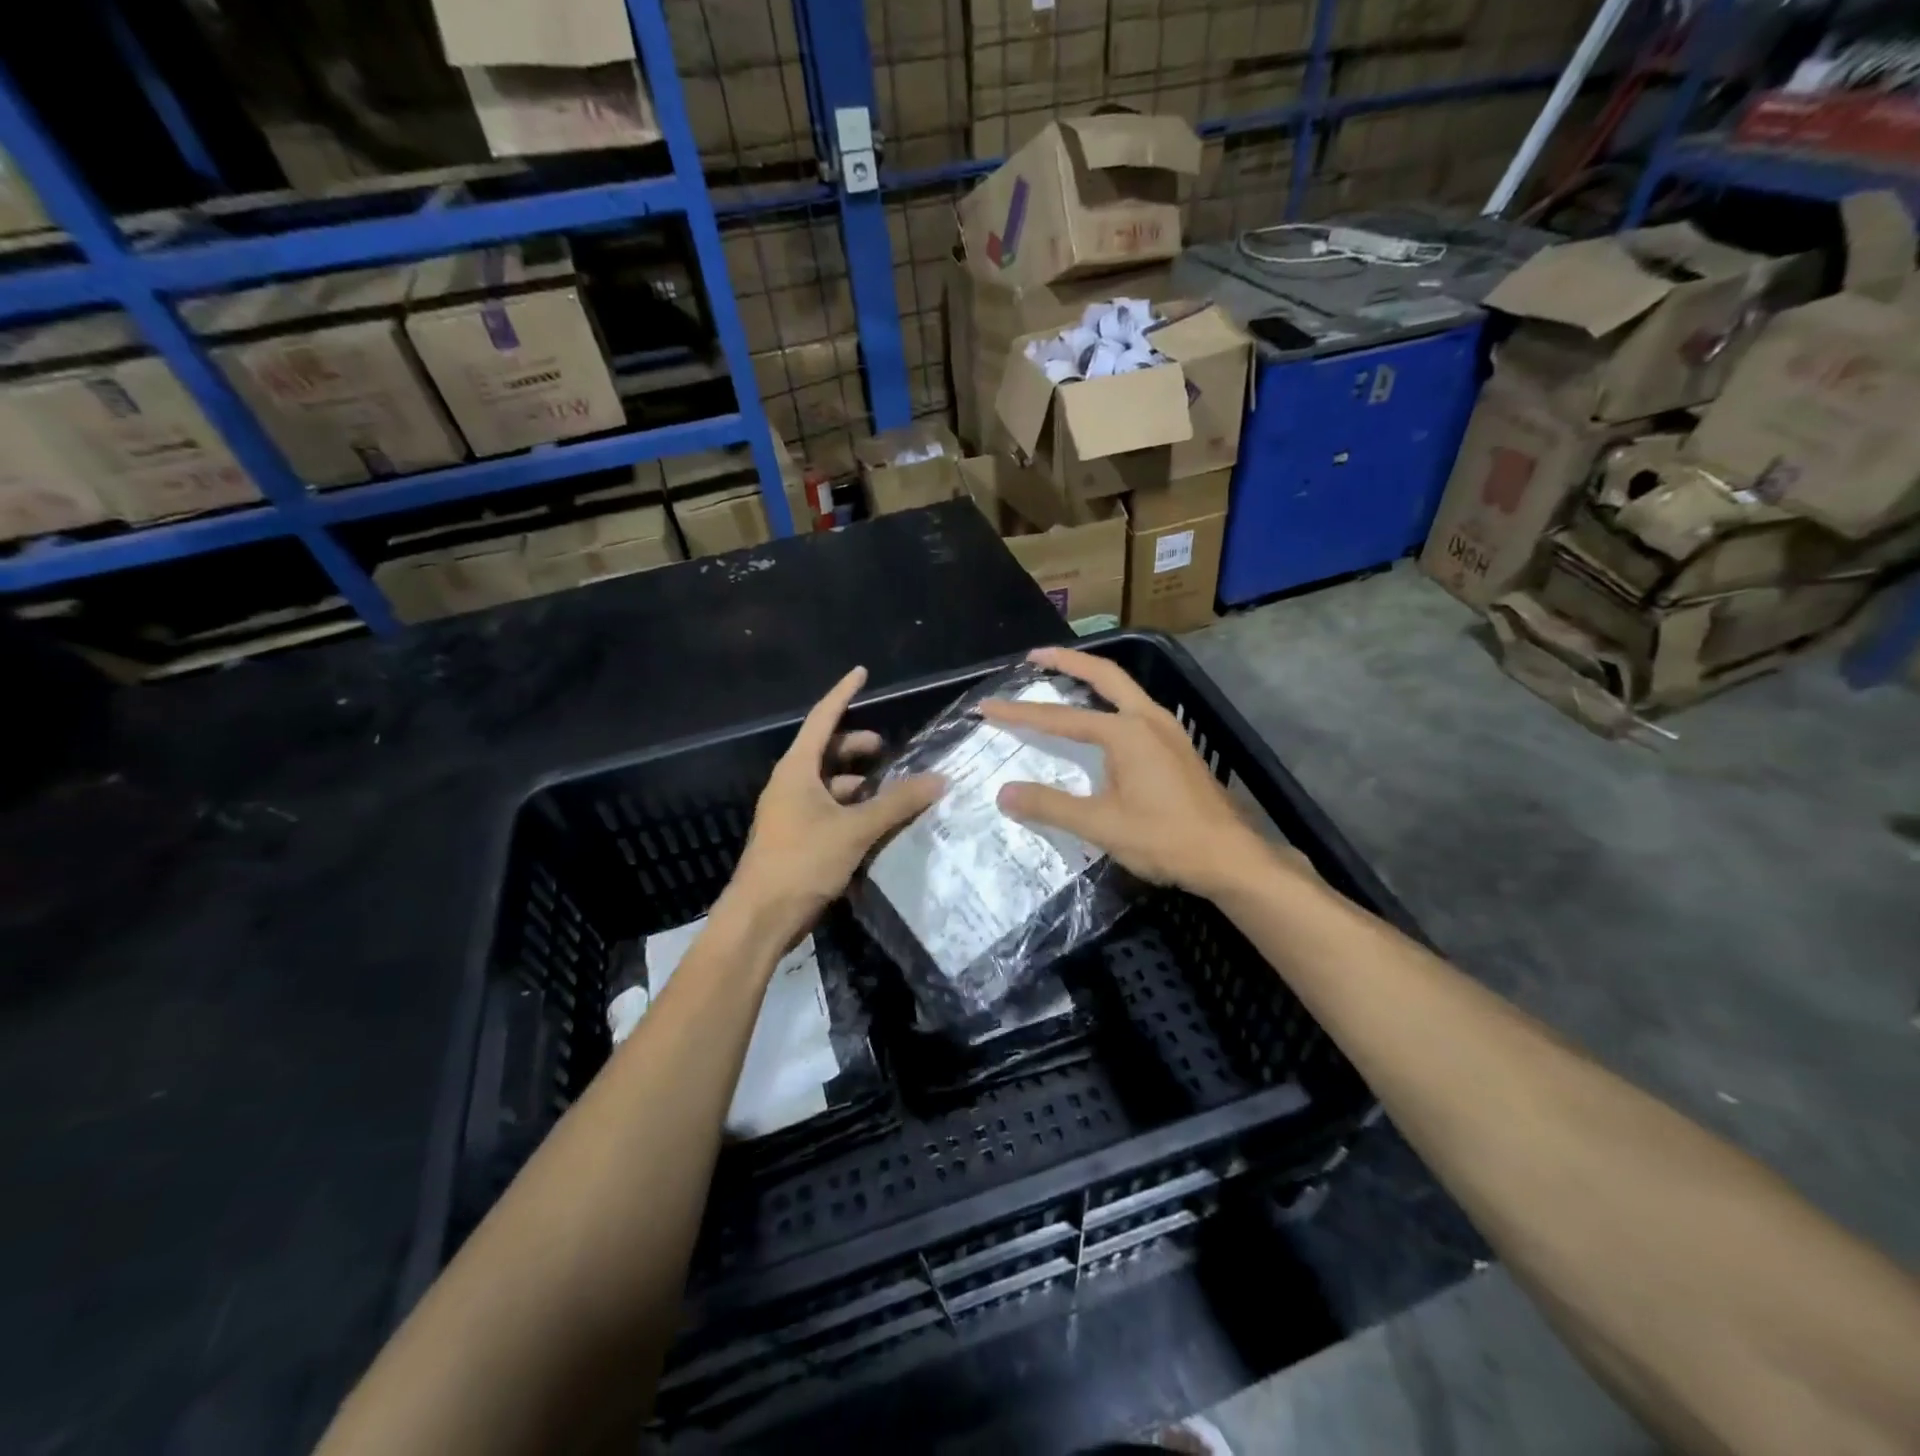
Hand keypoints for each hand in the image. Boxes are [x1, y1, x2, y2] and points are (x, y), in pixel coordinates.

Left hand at [723, 665, 944, 941]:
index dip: (843, 694)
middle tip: (887, 750)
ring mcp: (791, 813)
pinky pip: (828, 809)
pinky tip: (875, 822)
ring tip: (890, 790)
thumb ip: (897, 803)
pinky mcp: (796, 838)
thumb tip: (938, 779)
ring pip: (828, 783)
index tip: (862, 673)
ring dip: (857, 781)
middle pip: (825, 751)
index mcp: (796, 770)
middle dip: (855, 745)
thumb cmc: (802, 862)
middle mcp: (790, 785)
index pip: (822, 719)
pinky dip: (852, 808)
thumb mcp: (855, 830)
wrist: (760, 918)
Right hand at [979, 646, 1270, 898]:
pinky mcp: (1177, 746)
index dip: (1021, 713)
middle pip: (1104, 675)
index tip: (987, 706)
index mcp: (1127, 733)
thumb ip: (1051, 806)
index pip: (1061, 718)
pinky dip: (1110, 701)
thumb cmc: (1166, 839)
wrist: (1230, 857)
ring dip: (1092, 679)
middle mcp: (1148, 719)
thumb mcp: (1102, 826)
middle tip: (1034, 657)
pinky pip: (1136, 708)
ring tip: (1063, 679)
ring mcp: (1168, 730)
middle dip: (1067, 662)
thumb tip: (1004, 793)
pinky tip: (1101, 721)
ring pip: (1124, 689)